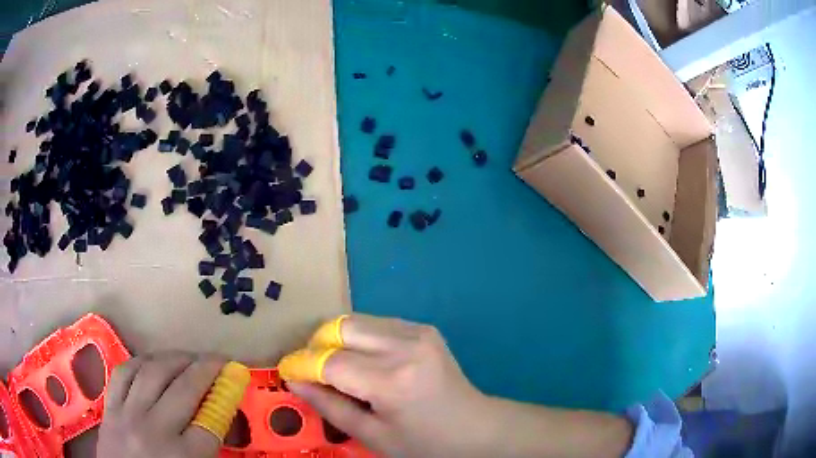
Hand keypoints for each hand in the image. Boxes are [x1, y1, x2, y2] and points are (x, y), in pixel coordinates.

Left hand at [97, 352, 225, 457]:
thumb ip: (205, 448)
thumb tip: (218, 416)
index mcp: (181, 457)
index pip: (210, 424)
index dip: (224, 399)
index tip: (233, 382)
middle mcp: (154, 430)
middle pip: (183, 389)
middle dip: (205, 369)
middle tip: (217, 360)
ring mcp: (127, 414)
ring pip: (151, 372)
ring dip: (174, 358)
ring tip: (188, 356)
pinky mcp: (109, 407)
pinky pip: (124, 373)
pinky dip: (141, 362)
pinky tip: (152, 361)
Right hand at [285, 314, 491, 457]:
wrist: (475, 428)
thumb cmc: (423, 444)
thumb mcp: (372, 435)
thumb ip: (329, 406)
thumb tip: (295, 380)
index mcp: (392, 381)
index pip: (329, 361)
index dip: (302, 364)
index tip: (287, 371)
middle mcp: (405, 346)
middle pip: (340, 328)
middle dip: (317, 346)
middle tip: (313, 370)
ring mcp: (418, 332)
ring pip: (356, 320)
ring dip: (338, 340)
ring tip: (338, 367)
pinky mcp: (425, 328)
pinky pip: (377, 323)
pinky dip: (360, 338)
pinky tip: (366, 361)